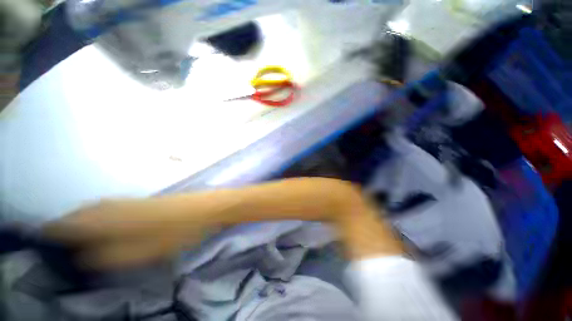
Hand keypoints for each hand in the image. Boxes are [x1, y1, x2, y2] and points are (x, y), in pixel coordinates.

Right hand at [42, 197, 210, 269]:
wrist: (205, 209)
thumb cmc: (177, 231)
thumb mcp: (140, 253)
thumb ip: (106, 257)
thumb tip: (80, 258)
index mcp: (106, 217)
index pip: (63, 225)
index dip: (49, 238)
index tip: (42, 252)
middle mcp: (112, 204)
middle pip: (75, 218)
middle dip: (64, 235)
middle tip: (60, 254)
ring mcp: (128, 200)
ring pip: (91, 214)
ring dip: (81, 229)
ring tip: (77, 247)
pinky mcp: (140, 202)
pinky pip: (108, 211)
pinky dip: (98, 223)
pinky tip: (105, 234)